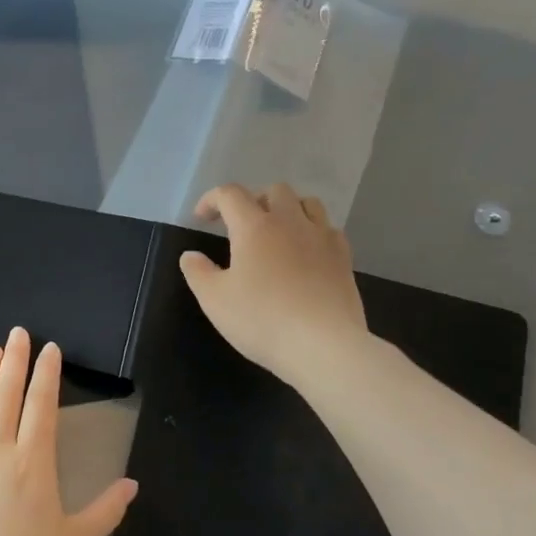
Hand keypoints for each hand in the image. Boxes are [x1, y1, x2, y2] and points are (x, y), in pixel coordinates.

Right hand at [178, 182, 366, 383]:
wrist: (324, 345)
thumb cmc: (262, 320)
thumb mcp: (215, 301)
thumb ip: (198, 273)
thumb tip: (190, 255)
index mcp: (254, 226)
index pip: (230, 194)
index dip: (212, 199)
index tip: (202, 218)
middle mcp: (290, 221)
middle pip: (274, 190)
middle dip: (253, 200)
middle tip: (241, 226)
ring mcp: (322, 237)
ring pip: (307, 203)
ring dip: (288, 209)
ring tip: (277, 232)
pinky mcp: (344, 257)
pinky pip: (328, 228)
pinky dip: (312, 231)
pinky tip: (306, 252)